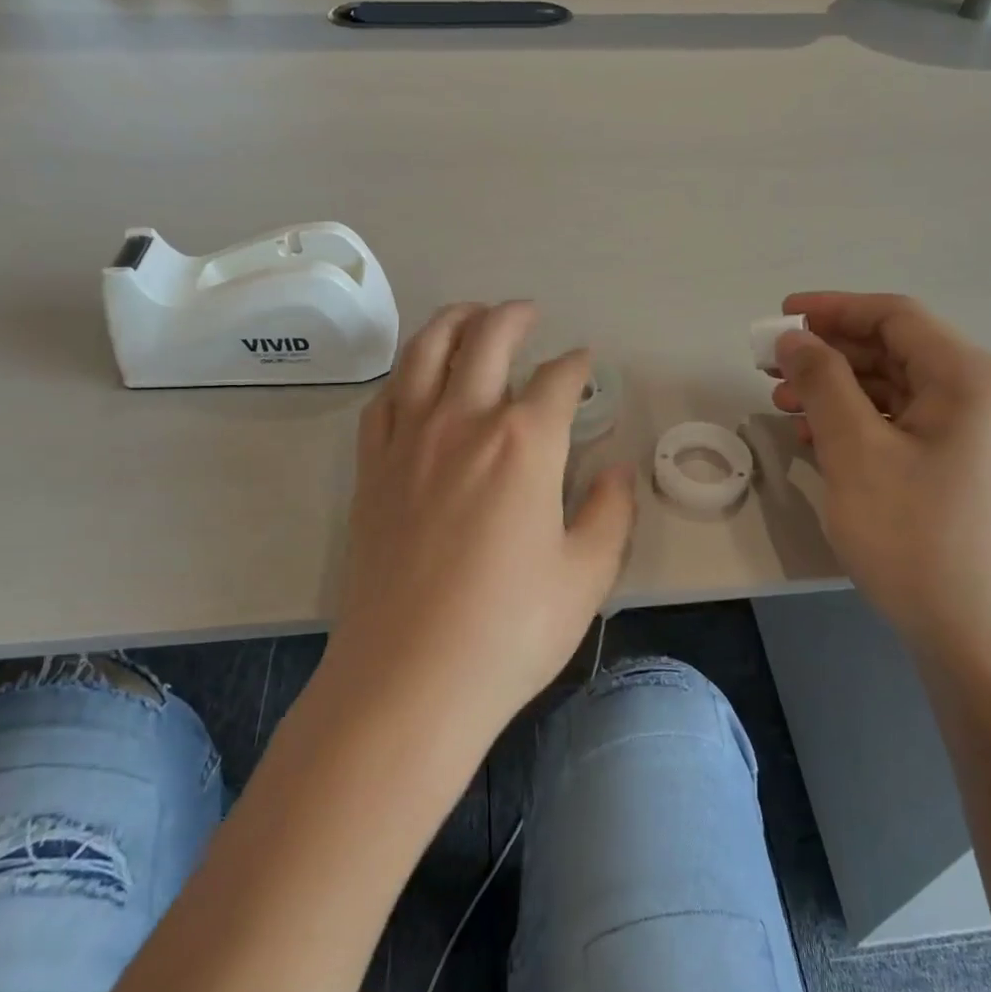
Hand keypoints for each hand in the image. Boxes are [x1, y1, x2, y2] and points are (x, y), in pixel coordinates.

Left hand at [325, 302, 636, 740]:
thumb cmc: (510, 630)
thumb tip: (618, 470)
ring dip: (452, 322)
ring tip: (470, 315)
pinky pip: (385, 397)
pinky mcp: (372, 468)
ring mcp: (409, 441)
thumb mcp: (586, 574)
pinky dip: (405, 372)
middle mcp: (463, 422)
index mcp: (525, 443)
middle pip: (486, 340)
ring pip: (425, 353)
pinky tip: (415, 377)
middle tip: (528, 313)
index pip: (558, 381)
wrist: (409, 678)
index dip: (577, 366)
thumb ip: (610, 511)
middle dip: (512, 318)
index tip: (586, 365)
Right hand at [770, 293, 990, 651]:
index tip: (779, 316)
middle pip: (892, 352)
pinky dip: (856, 426)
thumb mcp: (857, 452)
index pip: (894, 317)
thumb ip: (823, 383)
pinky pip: (900, 428)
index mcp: (967, 377)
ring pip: (892, 392)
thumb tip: (796, 338)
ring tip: (783, 404)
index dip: (832, 309)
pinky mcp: (956, 471)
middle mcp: (977, 396)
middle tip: (769, 367)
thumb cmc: (917, 537)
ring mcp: (970, 437)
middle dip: (827, 354)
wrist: (980, 639)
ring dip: (836, 391)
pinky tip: (815, 440)